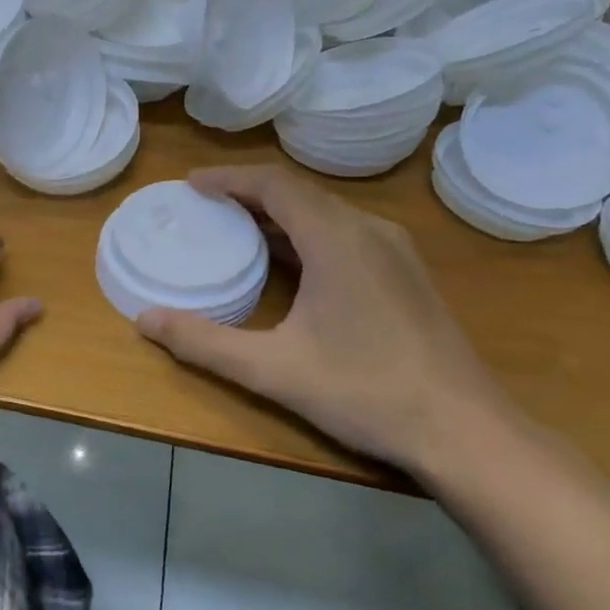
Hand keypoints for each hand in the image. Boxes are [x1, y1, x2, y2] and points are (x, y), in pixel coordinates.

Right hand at [136, 164, 515, 474]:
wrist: (463, 430)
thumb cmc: (364, 391)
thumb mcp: (271, 370)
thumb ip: (204, 342)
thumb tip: (145, 320)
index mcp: (337, 239)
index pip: (275, 185)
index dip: (229, 179)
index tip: (190, 186)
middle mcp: (370, 231)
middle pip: (300, 194)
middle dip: (248, 195)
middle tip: (204, 208)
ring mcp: (395, 252)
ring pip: (326, 213)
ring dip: (277, 215)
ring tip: (235, 230)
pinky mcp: (406, 275)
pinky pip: (345, 234)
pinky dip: (305, 235)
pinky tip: (287, 265)